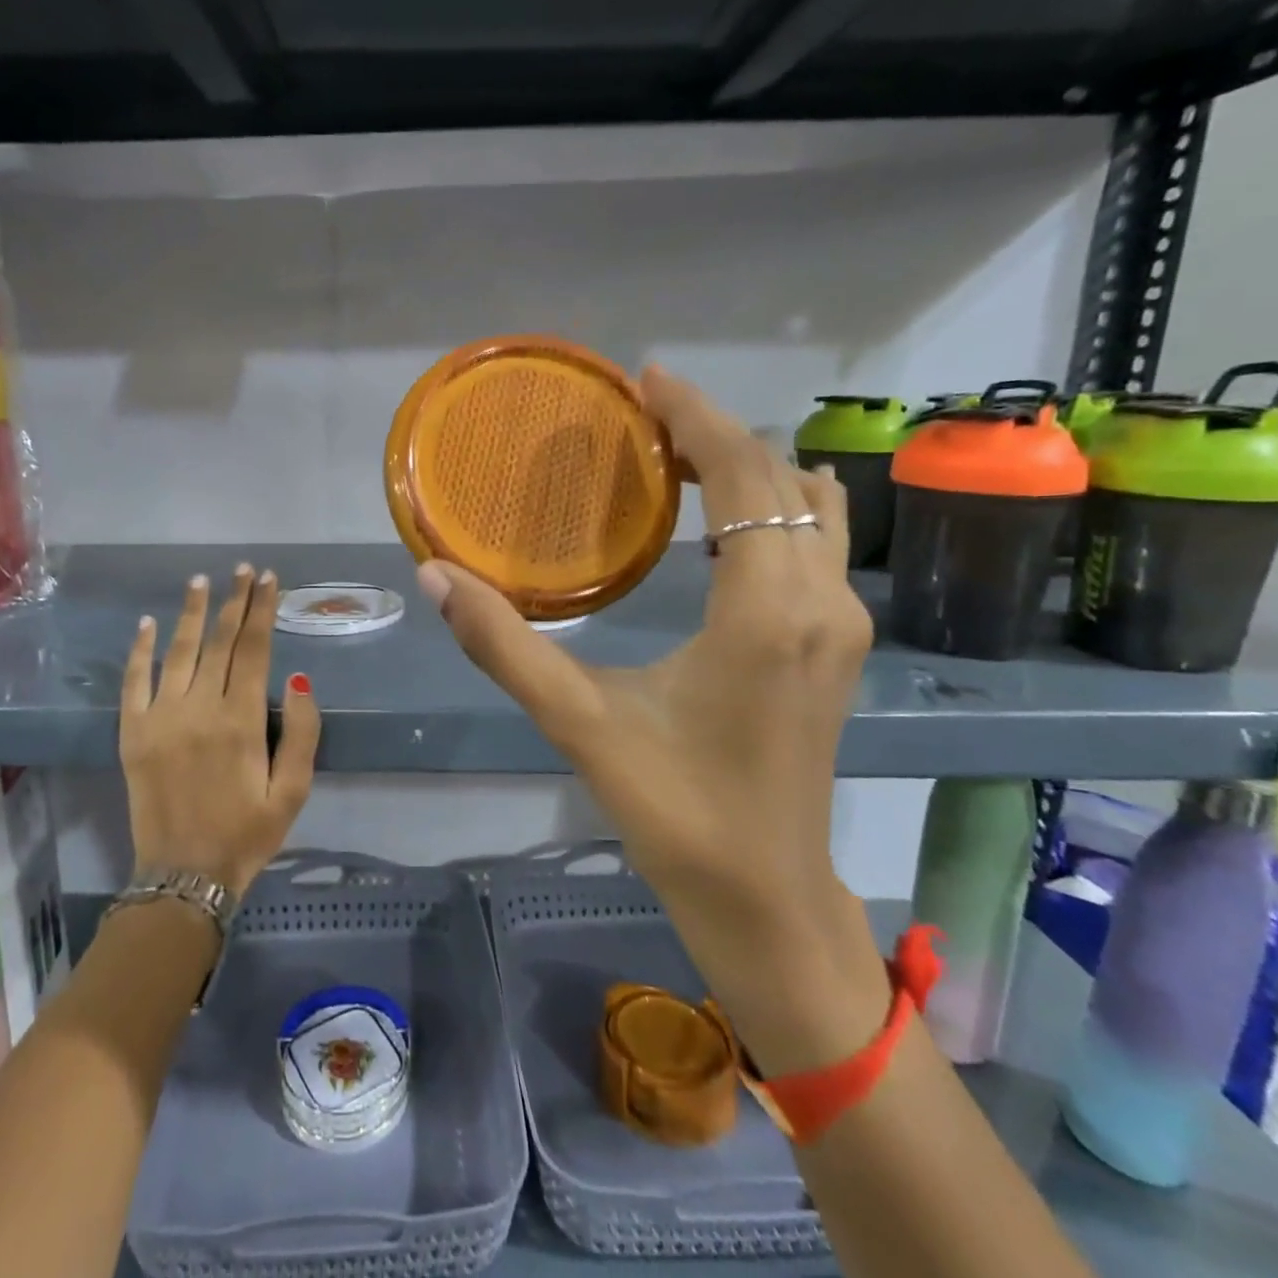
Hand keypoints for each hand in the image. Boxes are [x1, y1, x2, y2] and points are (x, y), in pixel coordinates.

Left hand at [120, 565, 320, 897]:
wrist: (184, 876)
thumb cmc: (248, 833)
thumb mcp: (294, 790)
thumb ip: (302, 731)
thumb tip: (298, 676)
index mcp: (241, 720)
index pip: (254, 649)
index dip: (262, 610)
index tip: (268, 580)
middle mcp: (200, 708)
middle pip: (219, 642)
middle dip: (234, 601)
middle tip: (243, 570)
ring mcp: (160, 718)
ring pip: (178, 652)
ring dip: (190, 613)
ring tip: (201, 581)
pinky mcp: (132, 733)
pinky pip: (134, 682)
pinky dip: (140, 650)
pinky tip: (147, 623)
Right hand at [417, 366, 883, 1062]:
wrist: (765, 898)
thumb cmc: (674, 811)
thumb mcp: (578, 722)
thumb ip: (502, 645)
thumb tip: (436, 577)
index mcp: (766, 611)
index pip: (745, 474)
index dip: (698, 416)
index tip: (647, 379)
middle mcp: (821, 601)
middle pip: (782, 477)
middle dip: (717, 435)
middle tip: (646, 420)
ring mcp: (842, 624)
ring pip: (811, 507)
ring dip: (749, 470)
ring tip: (677, 460)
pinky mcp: (839, 646)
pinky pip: (814, 543)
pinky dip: (769, 509)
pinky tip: (713, 530)